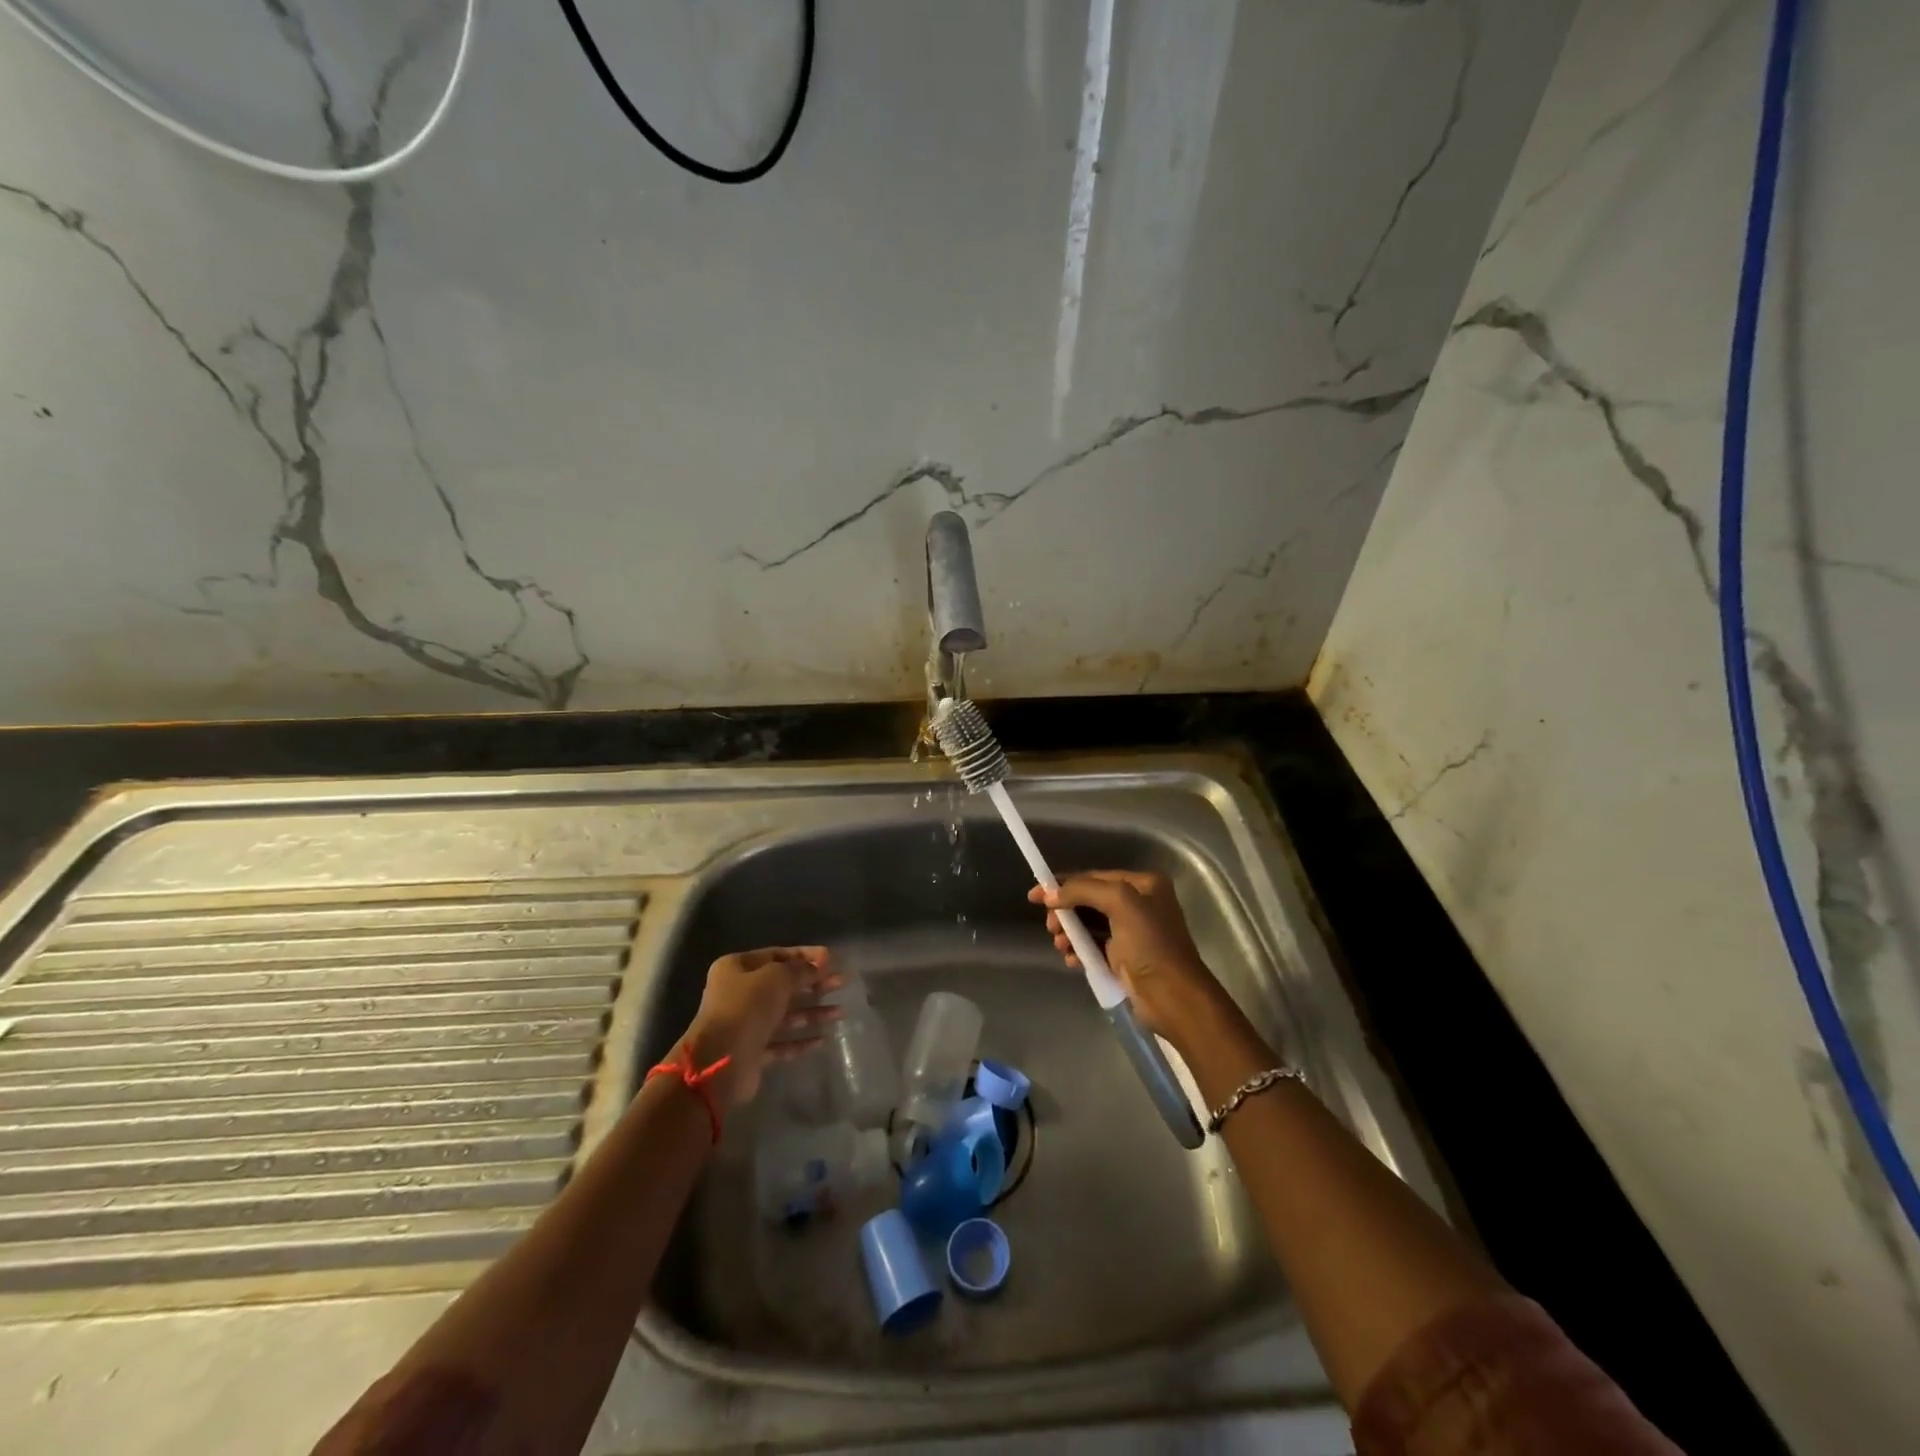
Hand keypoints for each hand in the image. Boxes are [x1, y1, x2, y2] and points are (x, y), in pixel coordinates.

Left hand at [680, 947, 840, 1108]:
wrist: (719, 1062)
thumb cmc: (746, 1007)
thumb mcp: (777, 978)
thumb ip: (800, 969)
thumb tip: (818, 966)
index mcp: (737, 968)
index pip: (777, 955)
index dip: (806, 956)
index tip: (832, 959)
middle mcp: (739, 993)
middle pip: (784, 984)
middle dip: (814, 983)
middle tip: (842, 982)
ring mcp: (745, 1024)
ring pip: (785, 1014)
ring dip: (813, 1012)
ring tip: (841, 1012)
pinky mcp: (752, 1051)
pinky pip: (782, 1042)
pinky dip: (801, 1040)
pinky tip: (824, 1039)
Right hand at [1028, 871, 1228, 1048]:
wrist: (1173, 997)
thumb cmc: (1150, 943)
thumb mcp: (1120, 903)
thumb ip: (1083, 890)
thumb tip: (1049, 894)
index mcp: (1143, 884)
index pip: (1094, 876)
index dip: (1063, 883)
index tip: (1034, 896)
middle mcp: (1138, 904)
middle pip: (1088, 900)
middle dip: (1065, 911)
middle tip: (1051, 926)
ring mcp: (1131, 932)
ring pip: (1088, 924)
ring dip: (1069, 932)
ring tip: (1061, 945)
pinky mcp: (1123, 957)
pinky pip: (1093, 946)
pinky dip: (1079, 950)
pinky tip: (1071, 959)